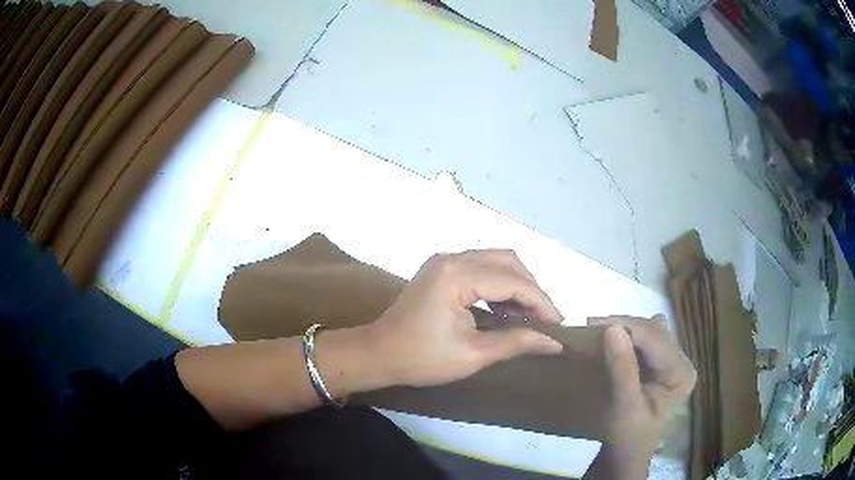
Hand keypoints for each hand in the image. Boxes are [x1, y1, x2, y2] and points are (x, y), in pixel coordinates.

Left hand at [368, 250, 564, 387]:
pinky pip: (480, 268)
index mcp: (457, 275)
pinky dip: (499, 284)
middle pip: (507, 261)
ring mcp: (444, 261)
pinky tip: (508, 308)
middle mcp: (452, 258)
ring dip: (517, 284)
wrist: (377, 354)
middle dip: (531, 288)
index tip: (559, 324)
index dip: (541, 302)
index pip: (513, 281)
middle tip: (546, 319)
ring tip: (531, 315)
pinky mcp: (440, 269)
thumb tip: (554, 343)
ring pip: (495, 261)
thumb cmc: (421, 358)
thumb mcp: (473, 354)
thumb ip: (516, 342)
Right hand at [584, 315, 696, 477]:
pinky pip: (643, 339)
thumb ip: (622, 368)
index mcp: (681, 372)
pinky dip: (624, 337)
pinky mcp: (660, 361)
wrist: (625, 452)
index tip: (590, 324)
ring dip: (623, 329)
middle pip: (653, 330)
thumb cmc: (626, 436)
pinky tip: (609, 340)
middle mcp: (681, 360)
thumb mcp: (624, 406)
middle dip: (623, 326)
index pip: (655, 339)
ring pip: (648, 330)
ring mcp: (672, 359)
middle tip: (589, 328)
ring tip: (597, 332)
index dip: (626, 327)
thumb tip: (612, 329)